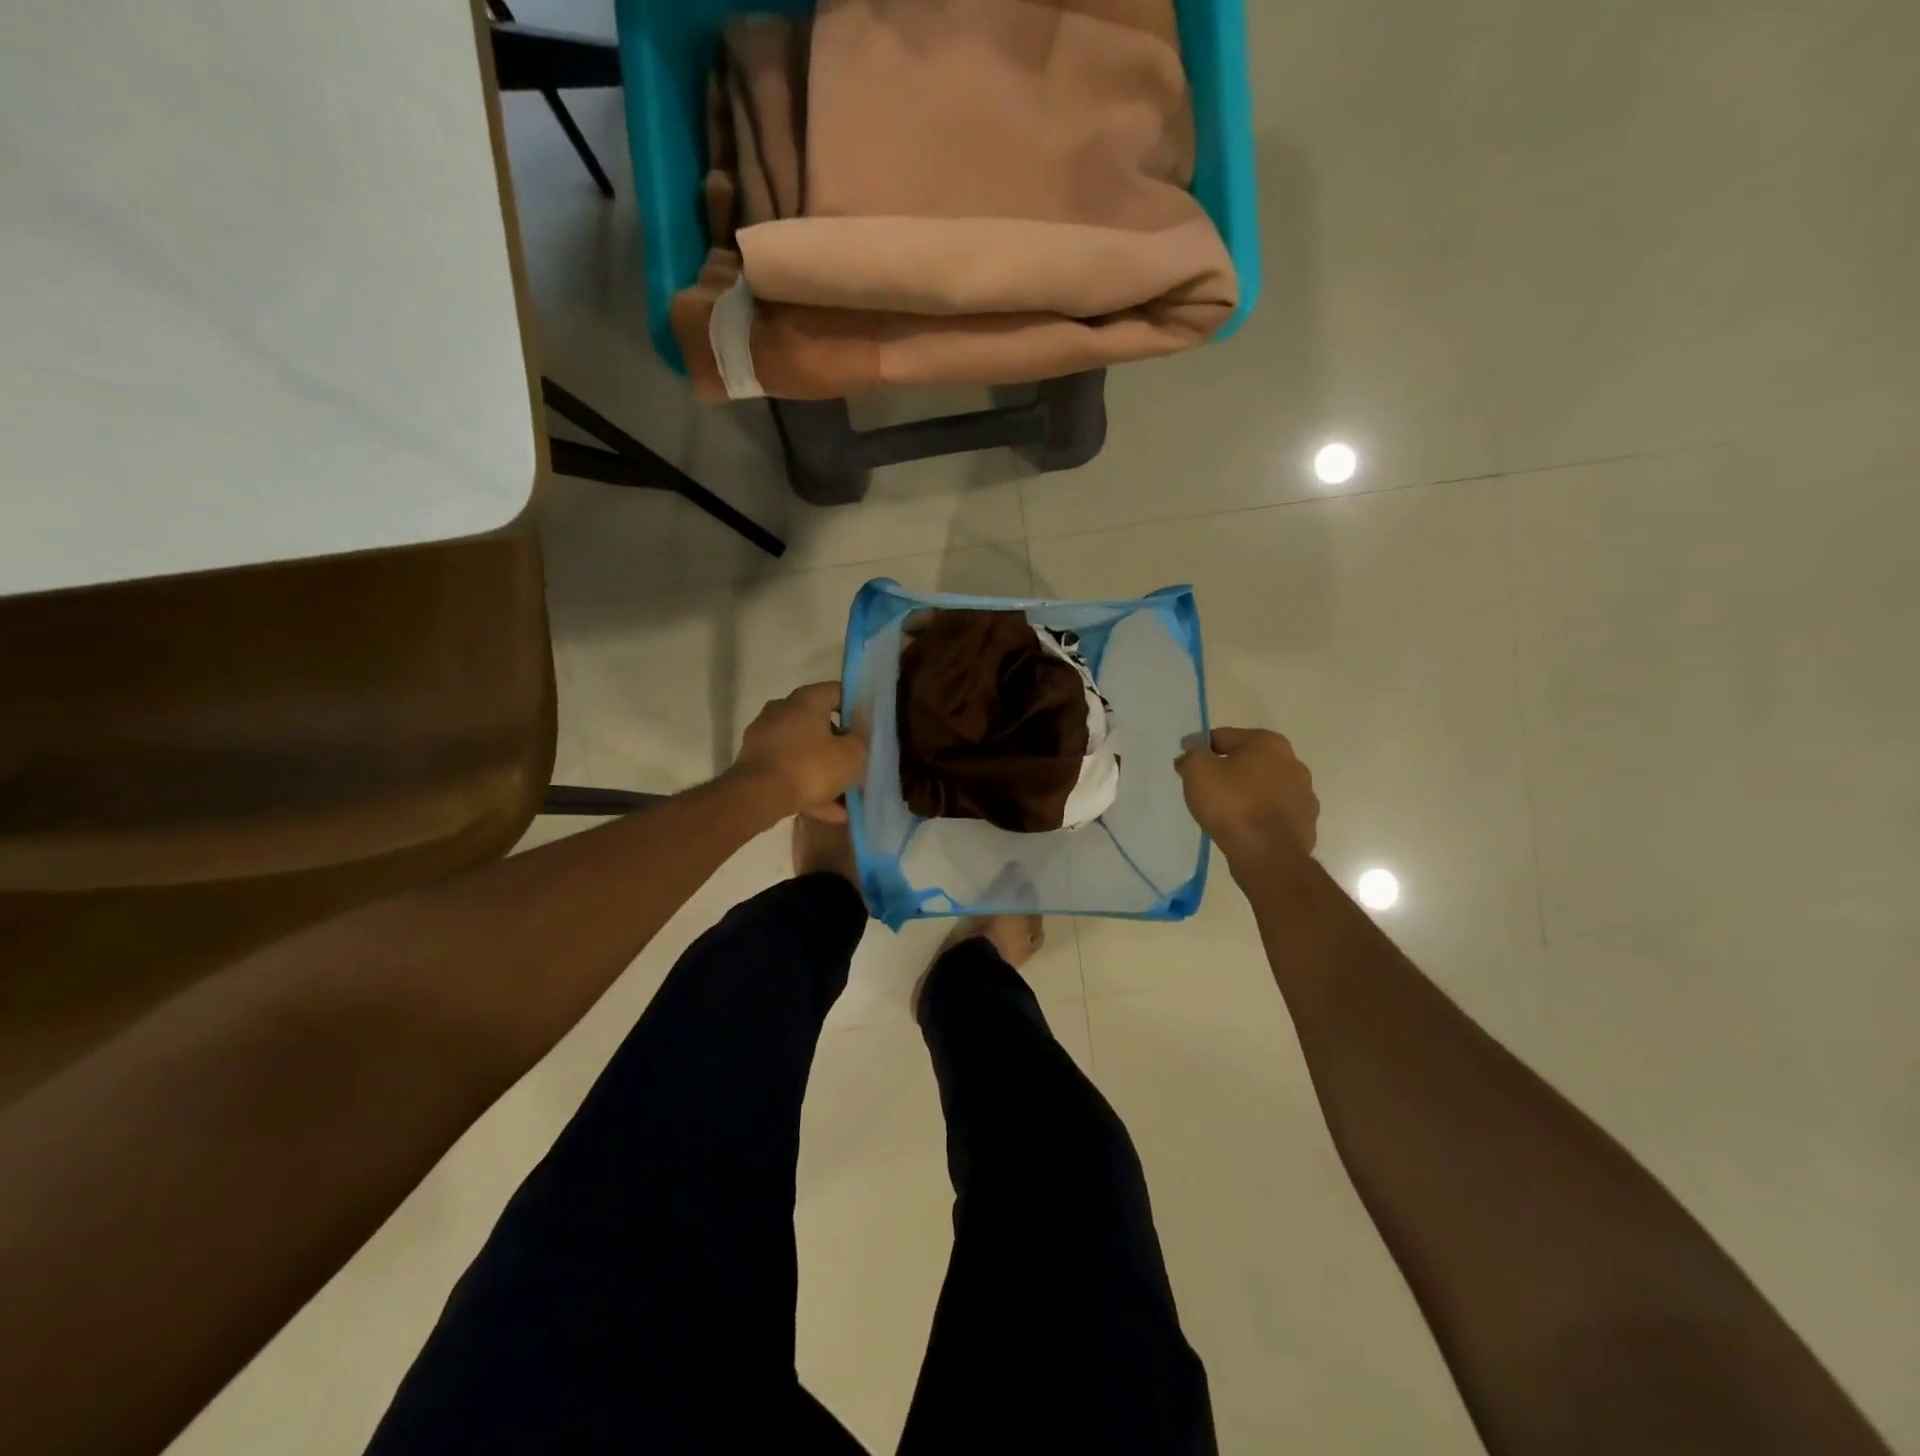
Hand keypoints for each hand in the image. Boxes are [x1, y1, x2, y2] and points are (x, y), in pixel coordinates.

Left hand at [732, 682, 867, 820]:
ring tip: (845, 796)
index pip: (838, 691)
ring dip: (824, 770)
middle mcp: (782, 710)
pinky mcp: (755, 762)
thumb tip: (859, 733)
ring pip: (803, 750)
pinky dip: (807, 785)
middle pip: (819, 722)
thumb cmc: (810, 767)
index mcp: (806, 700)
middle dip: (839, 743)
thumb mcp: (851, 755)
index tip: (868, 727)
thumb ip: (861, 740)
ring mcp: (765, 736)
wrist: (757, 796)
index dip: (856, 707)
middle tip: (856, 760)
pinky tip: (828, 811)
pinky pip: (789, 769)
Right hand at [1175, 727, 1318, 863]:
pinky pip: (1274, 811)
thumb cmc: (1232, 804)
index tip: (1185, 758)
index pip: (1224, 737)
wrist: (1268, 854)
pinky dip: (1259, 813)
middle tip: (1204, 783)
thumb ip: (1192, 755)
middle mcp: (1292, 762)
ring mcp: (1304, 793)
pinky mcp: (1306, 822)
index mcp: (1267, 742)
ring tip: (1223, 808)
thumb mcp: (1197, 772)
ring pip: (1264, 786)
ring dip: (1246, 791)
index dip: (1200, 746)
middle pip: (1248, 760)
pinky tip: (1243, 825)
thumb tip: (1191, 752)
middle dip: (1227, 768)